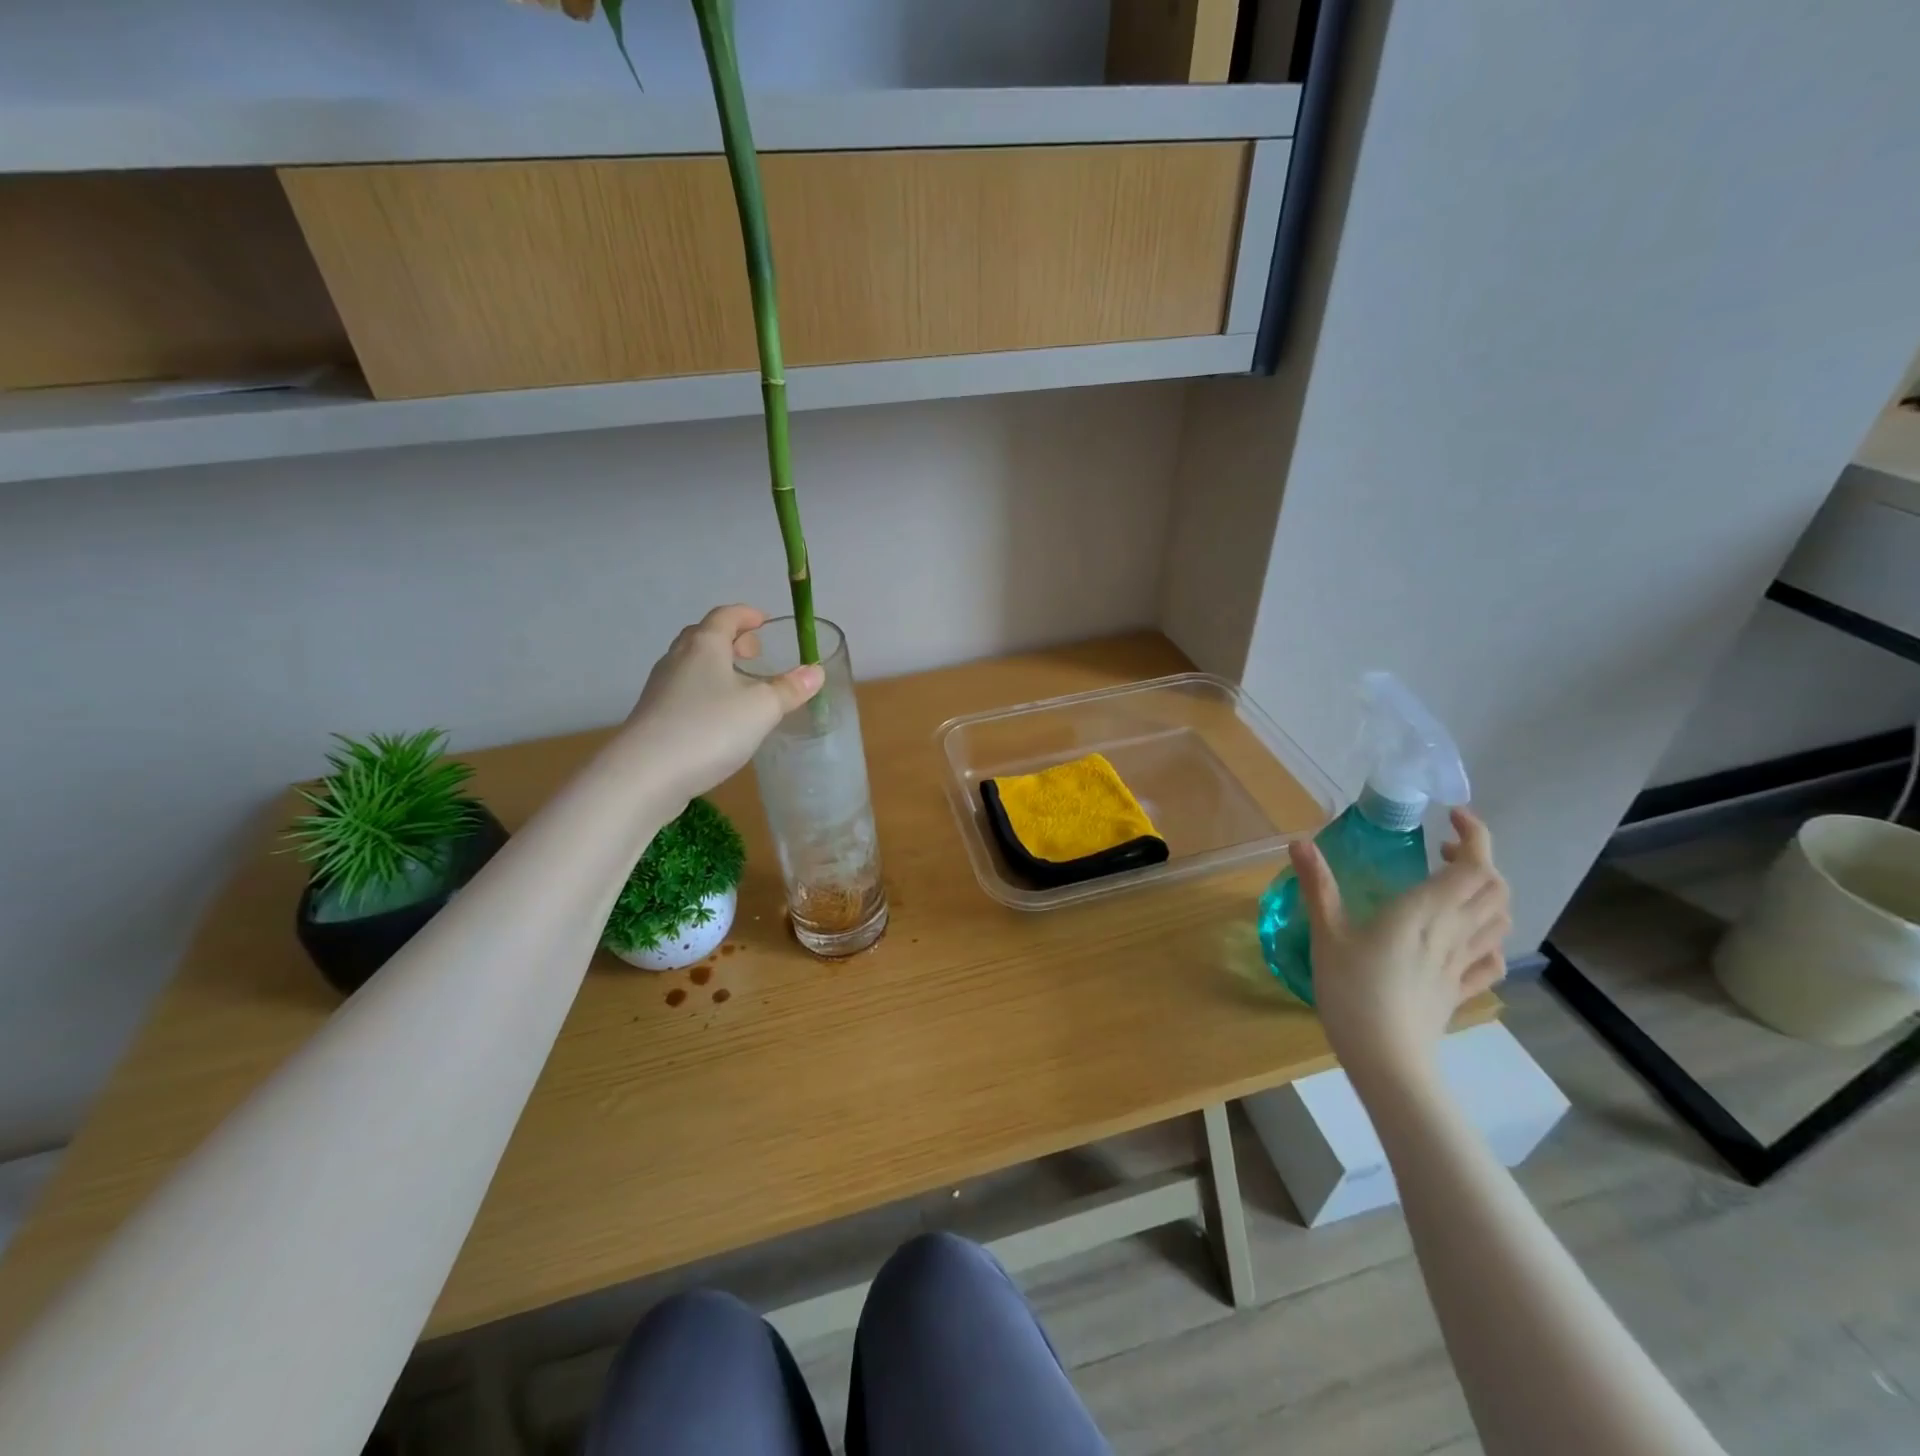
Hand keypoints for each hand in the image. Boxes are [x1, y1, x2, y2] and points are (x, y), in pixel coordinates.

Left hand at [618, 605, 824, 803]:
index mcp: (704, 645)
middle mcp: (678, 659)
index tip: (764, 621)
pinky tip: (720, 716)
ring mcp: (661, 688)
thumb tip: (815, 672)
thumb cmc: (709, 728)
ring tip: (742, 685)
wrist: (645, 774)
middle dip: (731, 640)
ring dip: (717, 666)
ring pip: (692, 665)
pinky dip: (706, 691)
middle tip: (755, 653)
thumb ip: (790, 689)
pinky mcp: (654, 716)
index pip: (725, 616)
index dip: (747, 615)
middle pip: (704, 637)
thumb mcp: (762, 708)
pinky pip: (685, 691)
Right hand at [1292, 807, 1510, 1084]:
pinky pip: (1492, 958)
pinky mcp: (1462, 989)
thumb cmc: (1352, 990)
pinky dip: (1489, 937)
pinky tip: (1466, 937)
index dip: (1474, 834)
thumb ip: (1318, 885)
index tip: (1449, 817)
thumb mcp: (1327, 933)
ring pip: (1500, 919)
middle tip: (1441, 851)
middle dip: (1478, 860)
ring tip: (1453, 888)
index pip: (1475, 865)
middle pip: (1495, 888)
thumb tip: (1298, 841)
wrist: (1386, 1059)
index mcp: (1426, 911)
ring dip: (1487, 894)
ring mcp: (1463, 963)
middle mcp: (1454, 931)